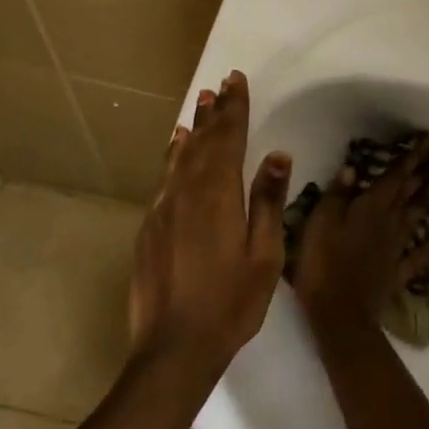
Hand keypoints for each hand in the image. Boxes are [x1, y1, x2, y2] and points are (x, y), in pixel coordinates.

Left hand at [128, 71, 290, 379]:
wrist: (173, 349)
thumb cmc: (230, 303)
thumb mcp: (264, 255)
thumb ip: (269, 201)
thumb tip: (279, 154)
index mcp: (218, 195)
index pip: (228, 139)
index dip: (234, 108)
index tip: (236, 80)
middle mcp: (187, 192)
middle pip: (202, 141)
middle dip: (215, 112)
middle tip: (221, 84)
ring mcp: (163, 209)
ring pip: (180, 157)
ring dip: (194, 129)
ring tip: (201, 105)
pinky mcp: (149, 227)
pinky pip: (165, 178)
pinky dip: (174, 156)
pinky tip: (177, 148)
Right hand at [288, 135, 428, 336]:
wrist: (340, 314)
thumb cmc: (324, 263)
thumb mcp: (321, 222)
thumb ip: (337, 195)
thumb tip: (352, 168)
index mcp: (371, 207)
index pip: (396, 175)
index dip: (415, 156)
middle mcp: (389, 223)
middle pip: (409, 193)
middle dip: (423, 172)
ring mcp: (396, 248)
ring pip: (415, 219)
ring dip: (427, 202)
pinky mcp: (395, 272)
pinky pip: (415, 256)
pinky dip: (426, 247)